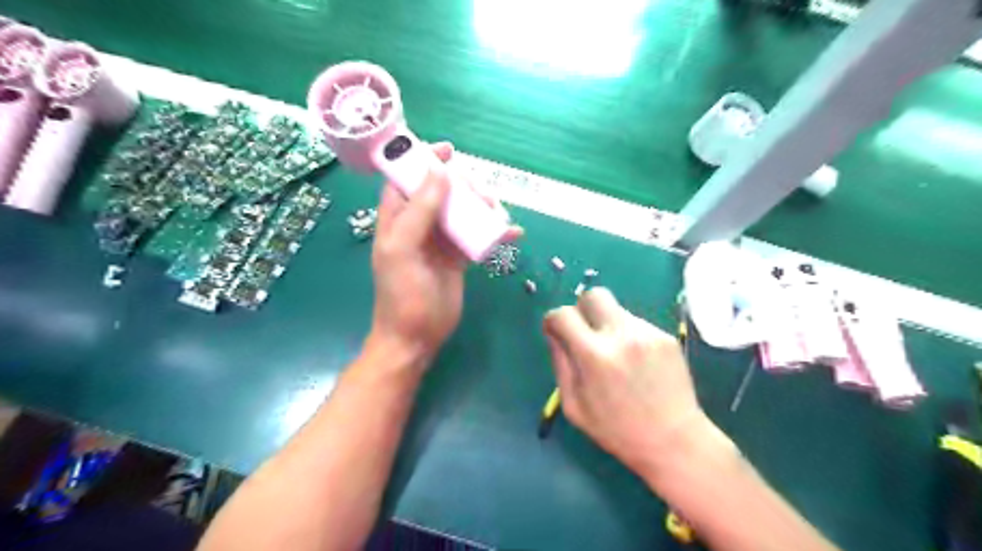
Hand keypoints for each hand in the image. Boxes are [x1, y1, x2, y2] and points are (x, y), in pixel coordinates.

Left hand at [369, 142, 521, 364]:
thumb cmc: (403, 294)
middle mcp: (419, 225)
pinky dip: (494, 233)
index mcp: (397, 218)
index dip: (423, 161)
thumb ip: (418, 211)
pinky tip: (512, 234)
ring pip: (462, 212)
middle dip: (463, 187)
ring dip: (481, 208)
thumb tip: (439, 172)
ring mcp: (440, 241)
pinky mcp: (458, 258)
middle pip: (441, 192)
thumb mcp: (404, 249)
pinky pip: (477, 237)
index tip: (448, 151)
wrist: (416, 337)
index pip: (406, 179)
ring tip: (498, 214)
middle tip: (482, 195)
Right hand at [544, 291, 713, 474]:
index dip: (554, 321)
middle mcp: (621, 335)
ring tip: (616, 357)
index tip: (557, 332)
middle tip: (585, 333)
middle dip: (582, 309)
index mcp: (594, 356)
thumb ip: (560, 363)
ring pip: (616, 310)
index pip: (563, 314)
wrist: (673, 440)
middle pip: (593, 295)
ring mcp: (647, 333)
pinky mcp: (665, 336)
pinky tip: (636, 362)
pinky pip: (636, 323)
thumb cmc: (616, 430)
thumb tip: (554, 333)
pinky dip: (627, 335)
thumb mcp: (574, 405)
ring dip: (607, 325)